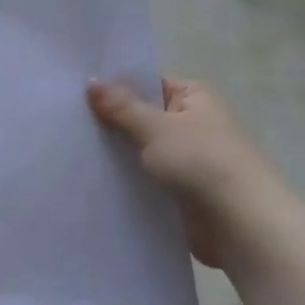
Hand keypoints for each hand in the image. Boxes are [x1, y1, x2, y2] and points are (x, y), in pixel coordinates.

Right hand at [87, 76, 276, 267]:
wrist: (240, 223)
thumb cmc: (202, 162)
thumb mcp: (156, 128)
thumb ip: (121, 107)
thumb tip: (91, 81)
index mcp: (194, 97)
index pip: (147, 82)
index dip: (114, 85)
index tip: (75, 90)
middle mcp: (191, 123)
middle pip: (141, 116)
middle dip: (109, 121)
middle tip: (64, 119)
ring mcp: (185, 158)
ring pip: (140, 149)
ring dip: (115, 152)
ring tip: (69, 147)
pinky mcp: (178, 189)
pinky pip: (144, 177)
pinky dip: (124, 178)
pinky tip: (91, 178)